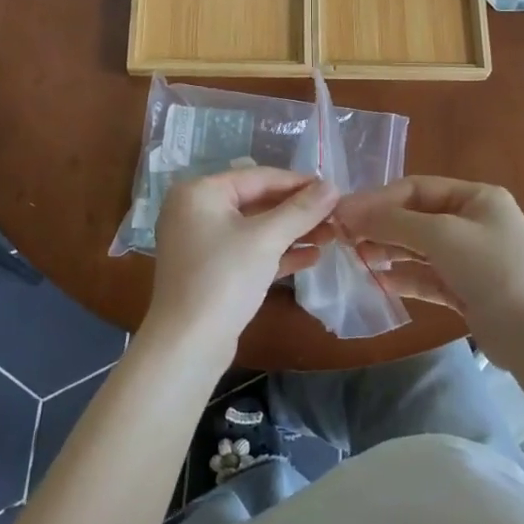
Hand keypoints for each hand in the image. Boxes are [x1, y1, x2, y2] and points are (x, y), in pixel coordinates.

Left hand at [144, 168, 337, 363]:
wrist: (187, 346)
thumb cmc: (224, 278)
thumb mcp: (266, 239)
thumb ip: (301, 210)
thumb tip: (333, 186)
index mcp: (200, 192)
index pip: (259, 177)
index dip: (299, 182)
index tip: (334, 189)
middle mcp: (196, 211)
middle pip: (257, 202)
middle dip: (298, 211)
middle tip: (336, 214)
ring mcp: (202, 243)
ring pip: (256, 229)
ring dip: (293, 232)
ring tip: (333, 236)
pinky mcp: (211, 271)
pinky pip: (249, 252)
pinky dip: (278, 253)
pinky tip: (312, 257)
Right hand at [333, 177, 523, 363]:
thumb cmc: (494, 270)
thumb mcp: (442, 236)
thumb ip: (394, 222)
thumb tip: (348, 210)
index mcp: (476, 197)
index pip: (417, 188)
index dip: (378, 199)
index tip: (343, 214)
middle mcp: (474, 222)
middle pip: (417, 217)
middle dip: (381, 226)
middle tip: (344, 238)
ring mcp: (472, 258)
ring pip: (421, 248)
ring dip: (389, 251)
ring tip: (358, 258)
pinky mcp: (468, 291)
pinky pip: (429, 277)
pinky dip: (405, 278)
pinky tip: (380, 281)